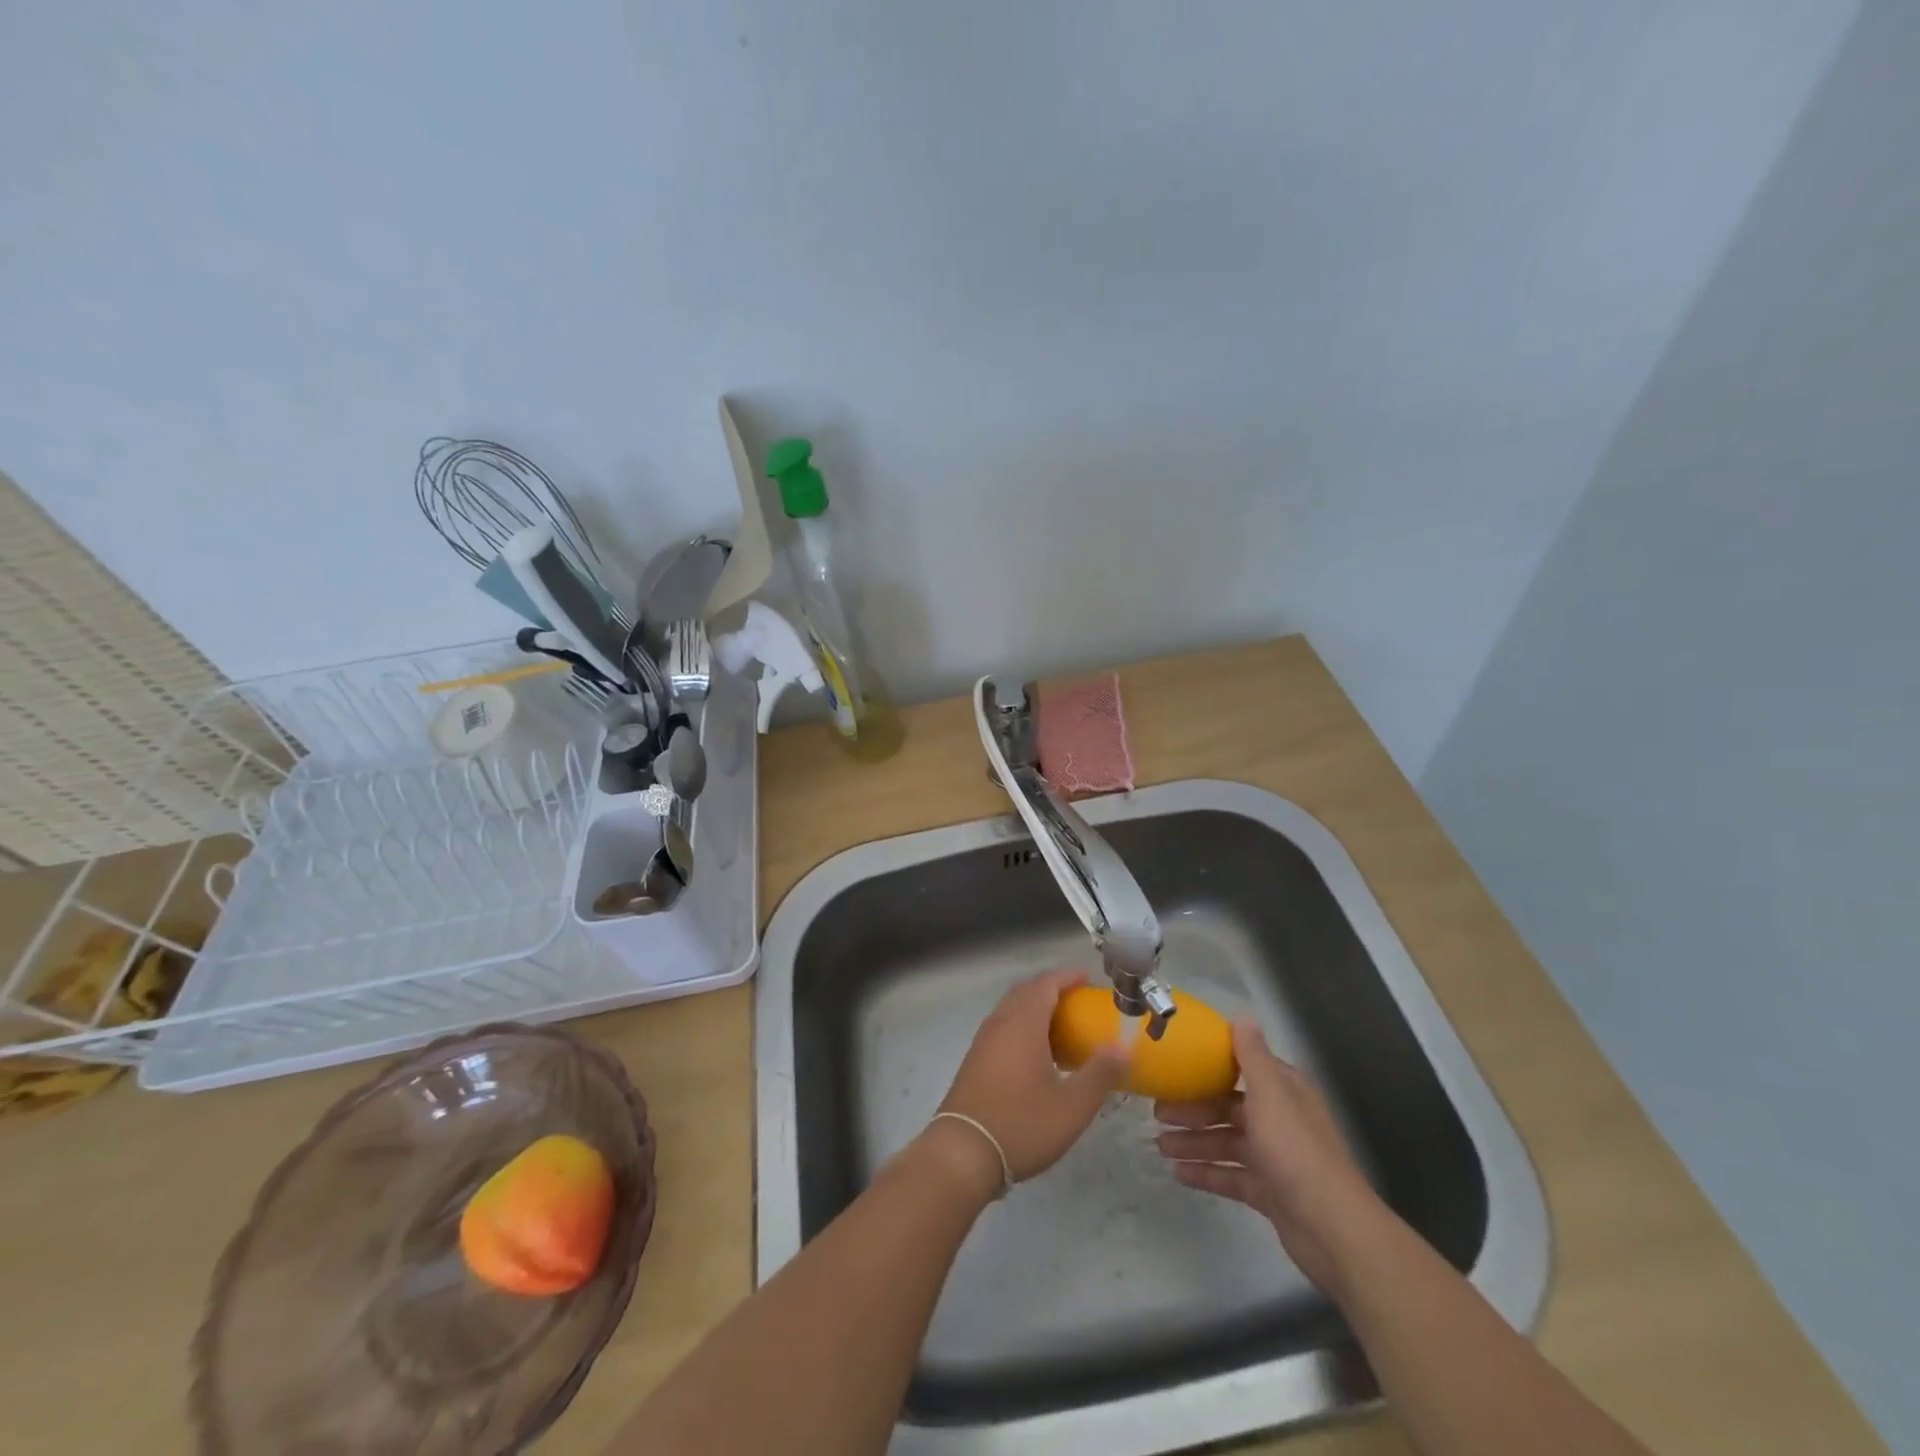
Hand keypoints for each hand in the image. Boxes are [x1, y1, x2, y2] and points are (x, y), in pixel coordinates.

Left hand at [932, 969, 1129, 1186]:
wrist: (963, 1153)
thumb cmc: (1022, 1124)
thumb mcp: (1073, 1105)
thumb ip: (1100, 1073)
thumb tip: (1122, 1047)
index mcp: (1023, 1023)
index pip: (1045, 984)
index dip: (1067, 977)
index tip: (1088, 979)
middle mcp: (1000, 1023)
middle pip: (1026, 992)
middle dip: (1051, 990)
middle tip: (1078, 1002)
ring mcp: (983, 1042)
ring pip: (1011, 1011)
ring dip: (1035, 1010)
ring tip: (1062, 1029)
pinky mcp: (975, 1062)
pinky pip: (1002, 1029)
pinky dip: (1022, 1028)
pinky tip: (1037, 1057)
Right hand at [1154, 1020, 1383, 1291]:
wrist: (1333, 1230)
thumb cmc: (1295, 1151)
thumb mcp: (1270, 1095)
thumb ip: (1252, 1056)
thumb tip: (1242, 1015)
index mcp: (1283, 1091)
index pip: (1241, 1069)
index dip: (1208, 1067)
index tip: (1175, 1065)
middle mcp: (1280, 1119)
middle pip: (1228, 1106)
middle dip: (1192, 1109)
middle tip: (1156, 1112)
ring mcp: (1275, 1157)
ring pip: (1226, 1141)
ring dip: (1193, 1141)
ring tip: (1159, 1145)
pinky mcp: (1270, 1191)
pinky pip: (1230, 1175)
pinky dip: (1206, 1172)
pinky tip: (1177, 1174)